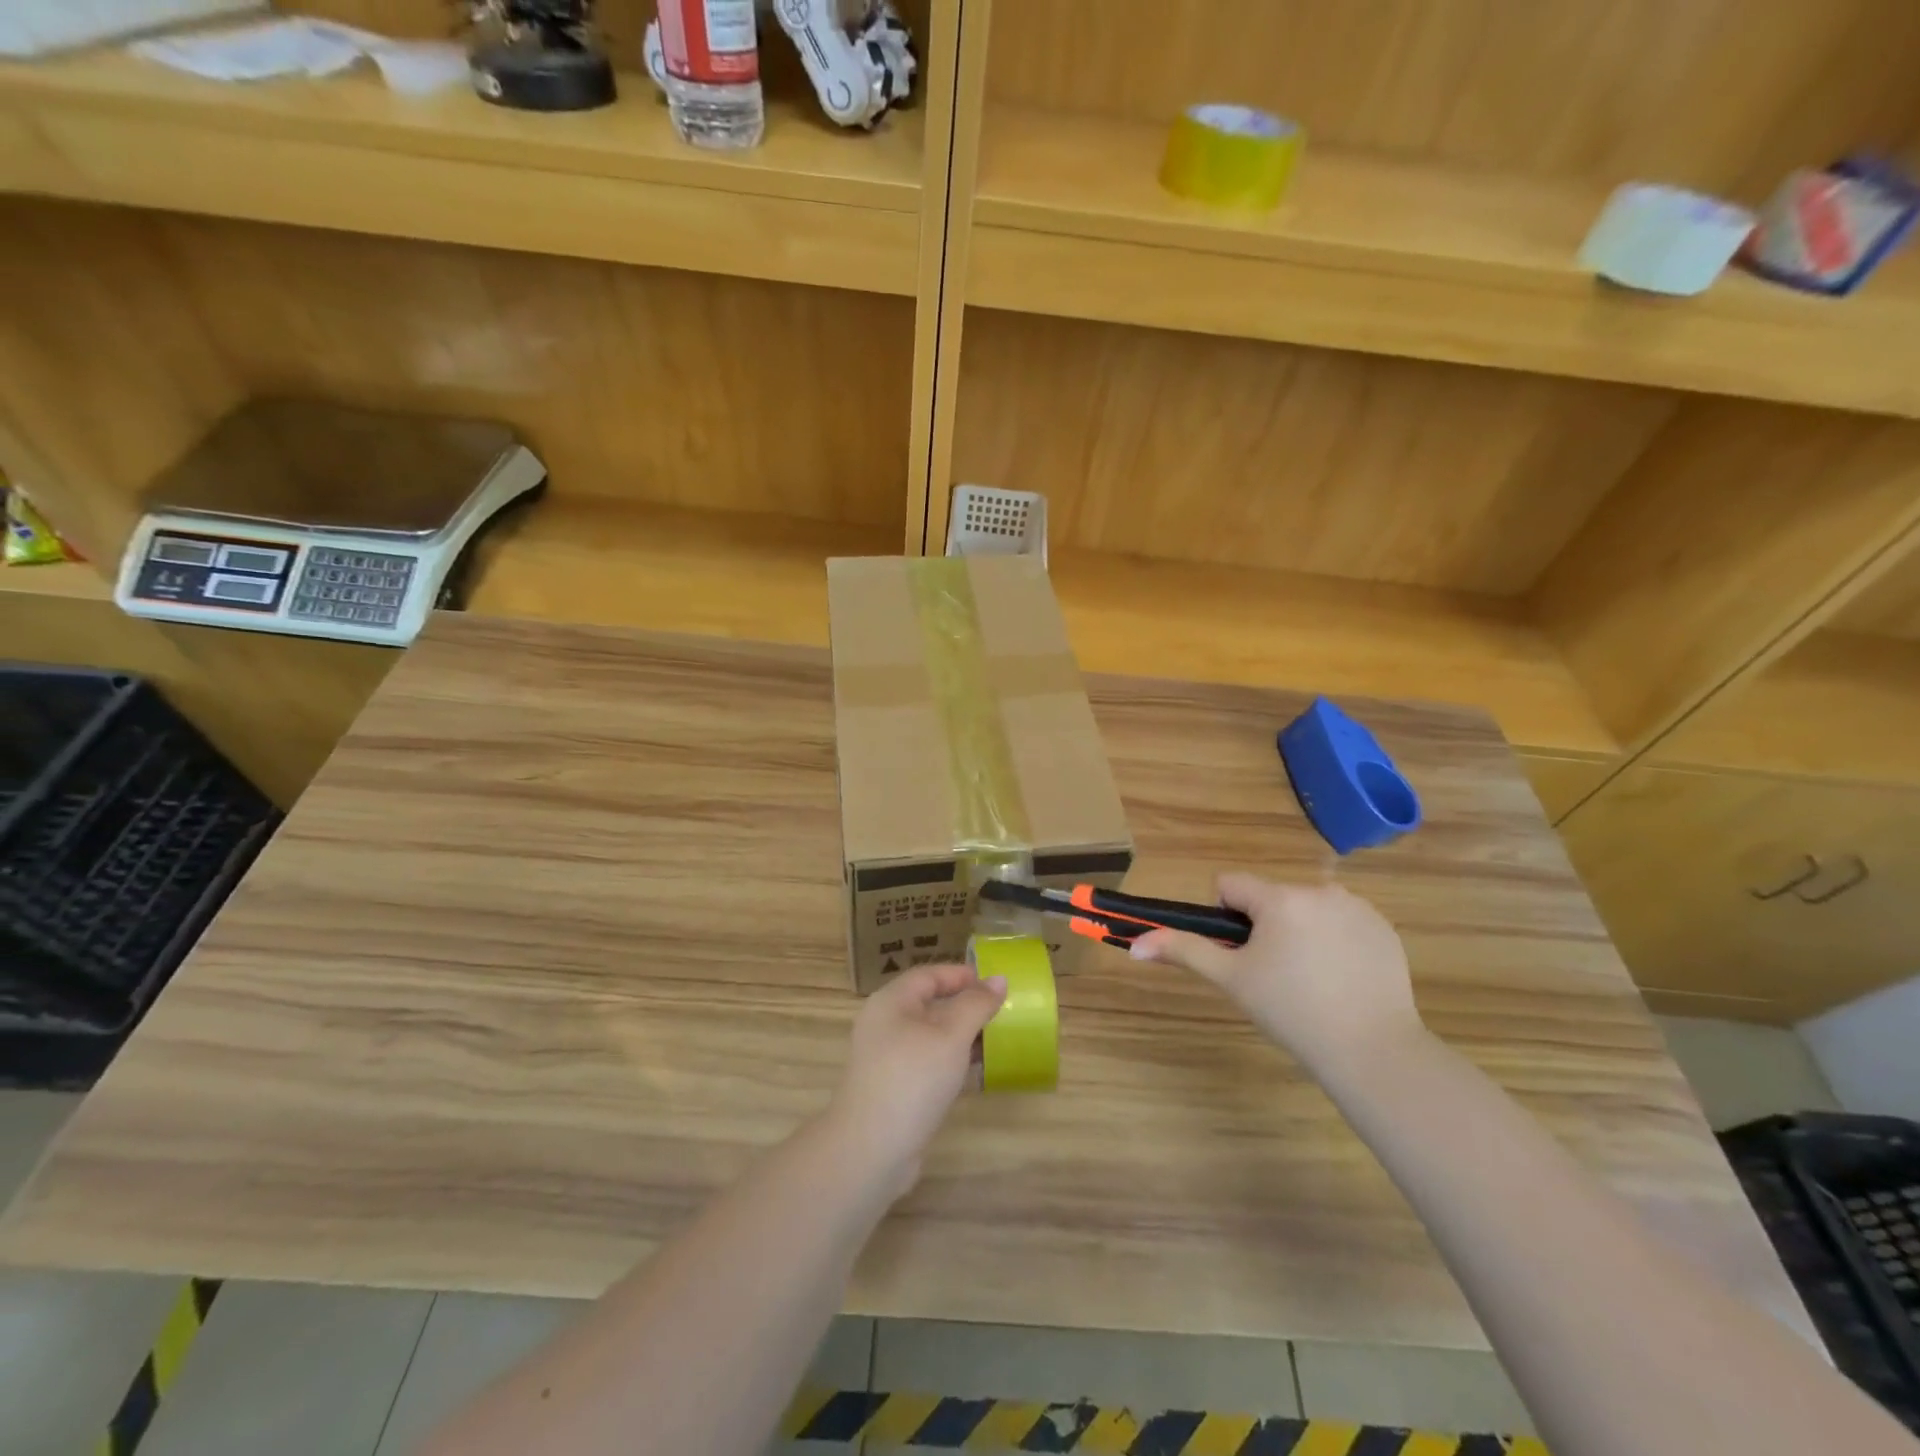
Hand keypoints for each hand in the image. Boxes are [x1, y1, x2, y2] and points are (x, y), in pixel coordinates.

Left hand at [827, 963, 1007, 1197]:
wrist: (871, 1150)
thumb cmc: (912, 1079)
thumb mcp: (951, 1036)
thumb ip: (976, 1005)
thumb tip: (999, 979)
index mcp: (892, 1002)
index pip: (929, 975)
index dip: (961, 975)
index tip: (994, 984)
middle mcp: (885, 1024)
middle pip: (929, 1004)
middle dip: (965, 1006)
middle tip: (1000, 1012)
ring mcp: (887, 1059)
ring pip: (930, 1036)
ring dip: (961, 1036)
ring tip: (995, 1040)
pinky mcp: (893, 1088)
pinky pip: (927, 1063)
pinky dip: (951, 1062)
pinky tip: (975, 1072)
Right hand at [1130, 873, 1424, 1074]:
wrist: (1373, 1051)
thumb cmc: (1291, 1012)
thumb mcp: (1231, 980)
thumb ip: (1183, 951)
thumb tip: (1134, 944)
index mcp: (1279, 898)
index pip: (1231, 885)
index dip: (1226, 919)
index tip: (1241, 955)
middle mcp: (1319, 890)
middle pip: (1270, 898)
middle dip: (1265, 927)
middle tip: (1275, 975)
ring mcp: (1358, 908)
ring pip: (1306, 909)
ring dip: (1299, 931)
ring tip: (1311, 980)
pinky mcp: (1384, 929)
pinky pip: (1342, 922)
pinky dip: (1335, 942)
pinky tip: (1342, 979)